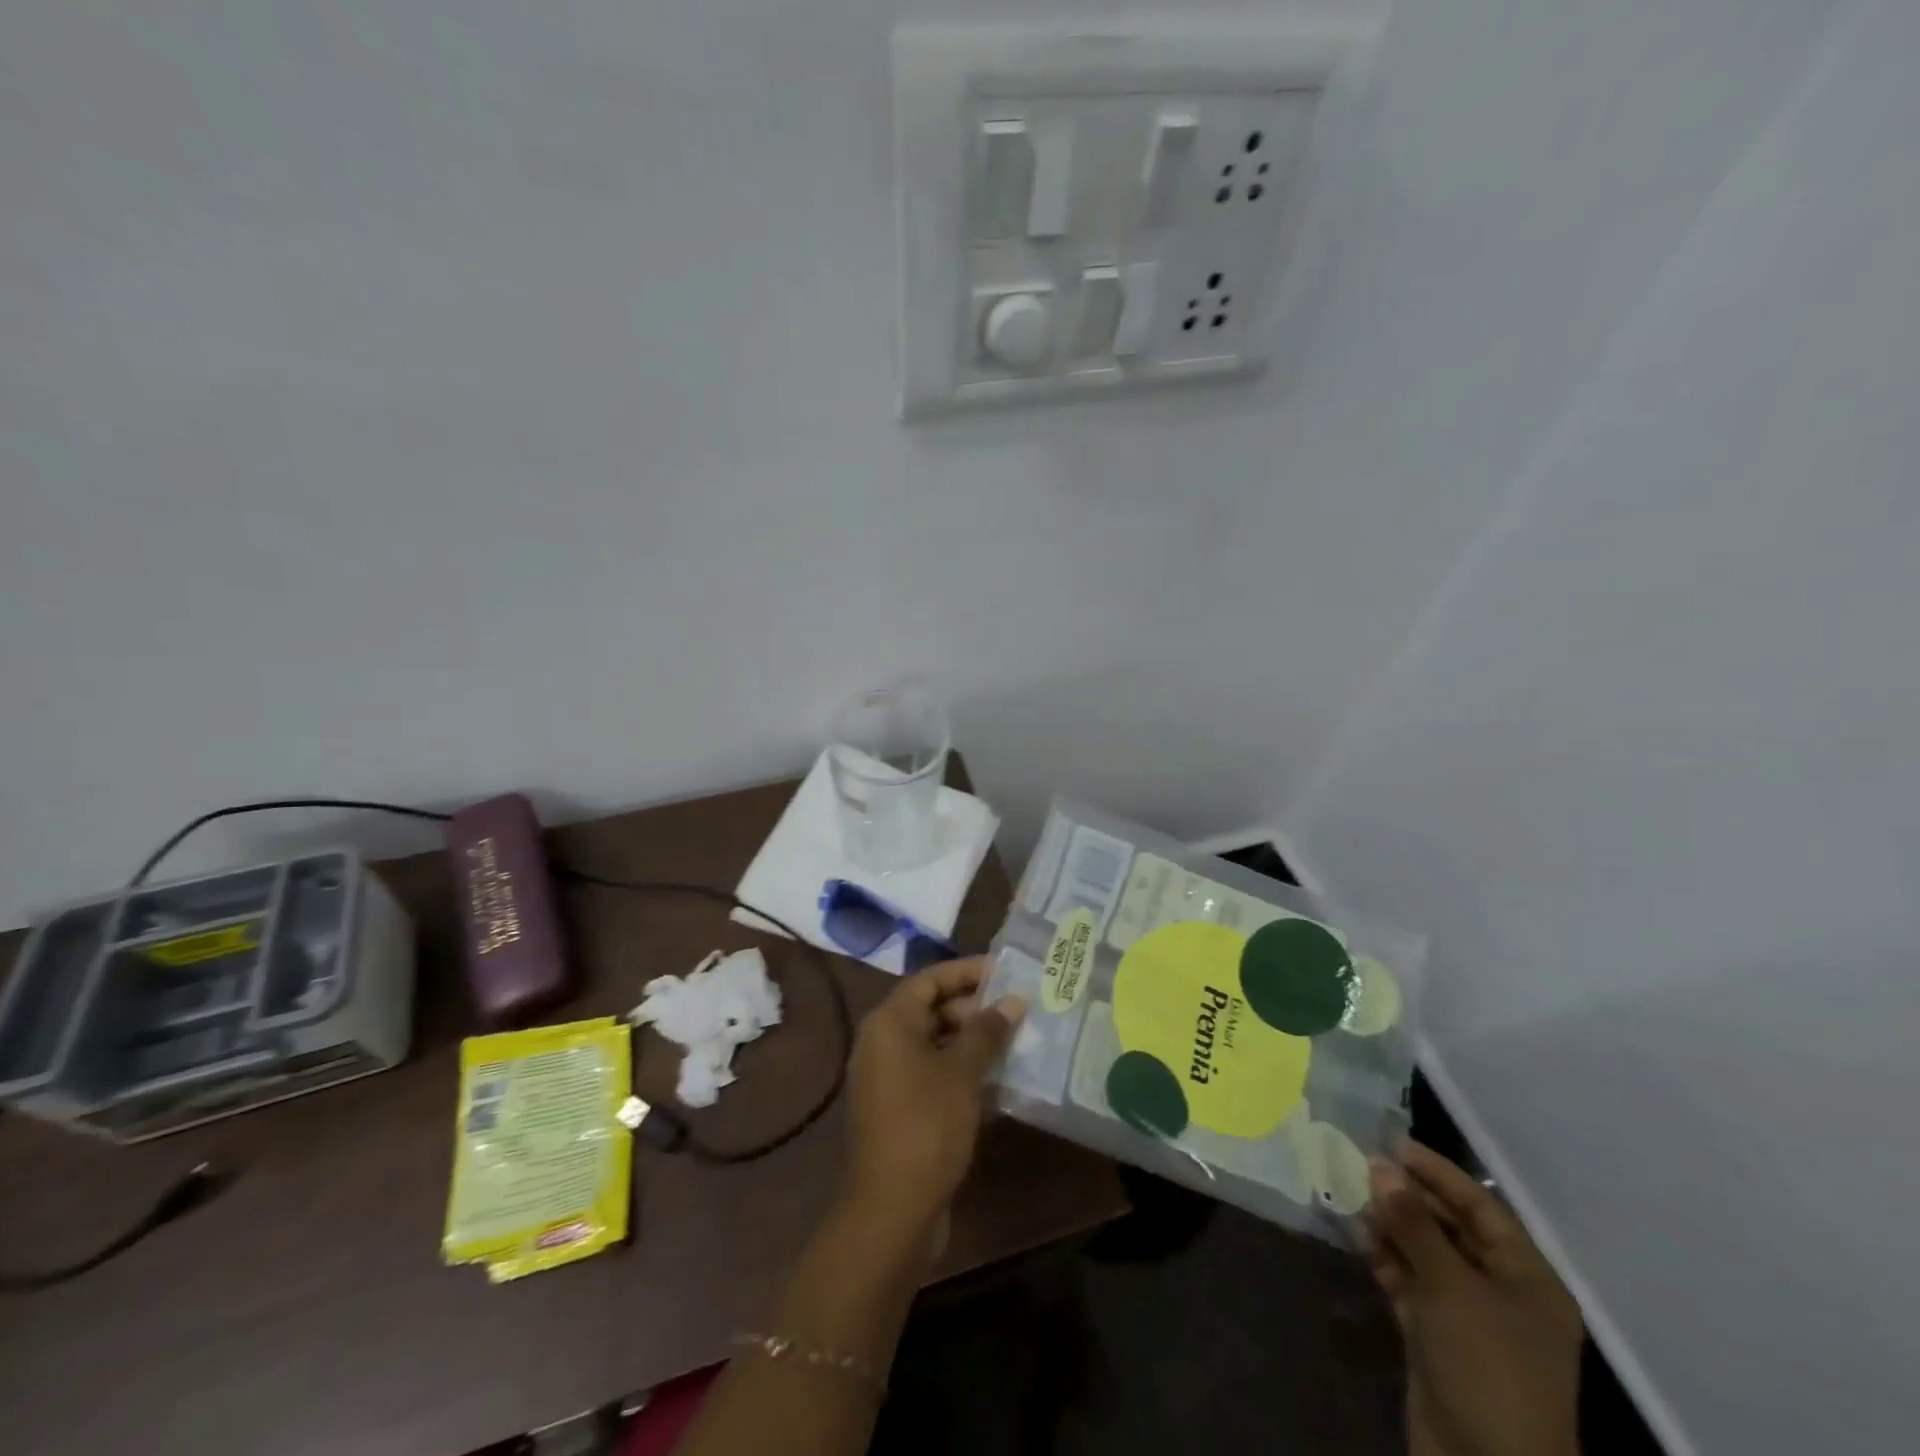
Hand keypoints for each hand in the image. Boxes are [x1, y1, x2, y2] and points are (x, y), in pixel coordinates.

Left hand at [839, 956, 1025, 1249]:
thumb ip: (987, 1032)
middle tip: (1017, 1010)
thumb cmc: (926, 1126)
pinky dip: (963, 1073)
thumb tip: (1013, 1001)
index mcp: (889, 1023)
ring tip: (1016, 1041)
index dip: (967, 971)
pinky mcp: (899, 1110)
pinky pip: (933, 1076)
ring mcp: (889, 1079)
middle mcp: (883, 1043)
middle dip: (974, 1008)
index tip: (1006, 971)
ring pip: (935, 1045)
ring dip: (973, 1042)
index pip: (930, 979)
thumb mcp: (962, 1073)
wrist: (891, 1211)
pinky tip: (1000, 1081)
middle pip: (931, 1010)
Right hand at [1366, 1143, 1584, 1455]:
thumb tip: (1379, 1164)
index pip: (1481, 1207)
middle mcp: (1502, 1292)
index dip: (1438, 1172)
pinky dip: (1386, 1258)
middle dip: (1408, 1197)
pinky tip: (1358, 1235)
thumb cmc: (1487, 1367)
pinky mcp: (1438, 1338)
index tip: (1391, 1142)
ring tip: (1351, 1195)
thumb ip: (1413, 1222)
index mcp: (1528, 1279)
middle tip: (1360, 1165)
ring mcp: (1469, 1318)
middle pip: (1452, 1228)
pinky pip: (1411, 1283)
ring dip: (1391, 1225)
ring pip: (1426, 1254)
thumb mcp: (1451, 1286)